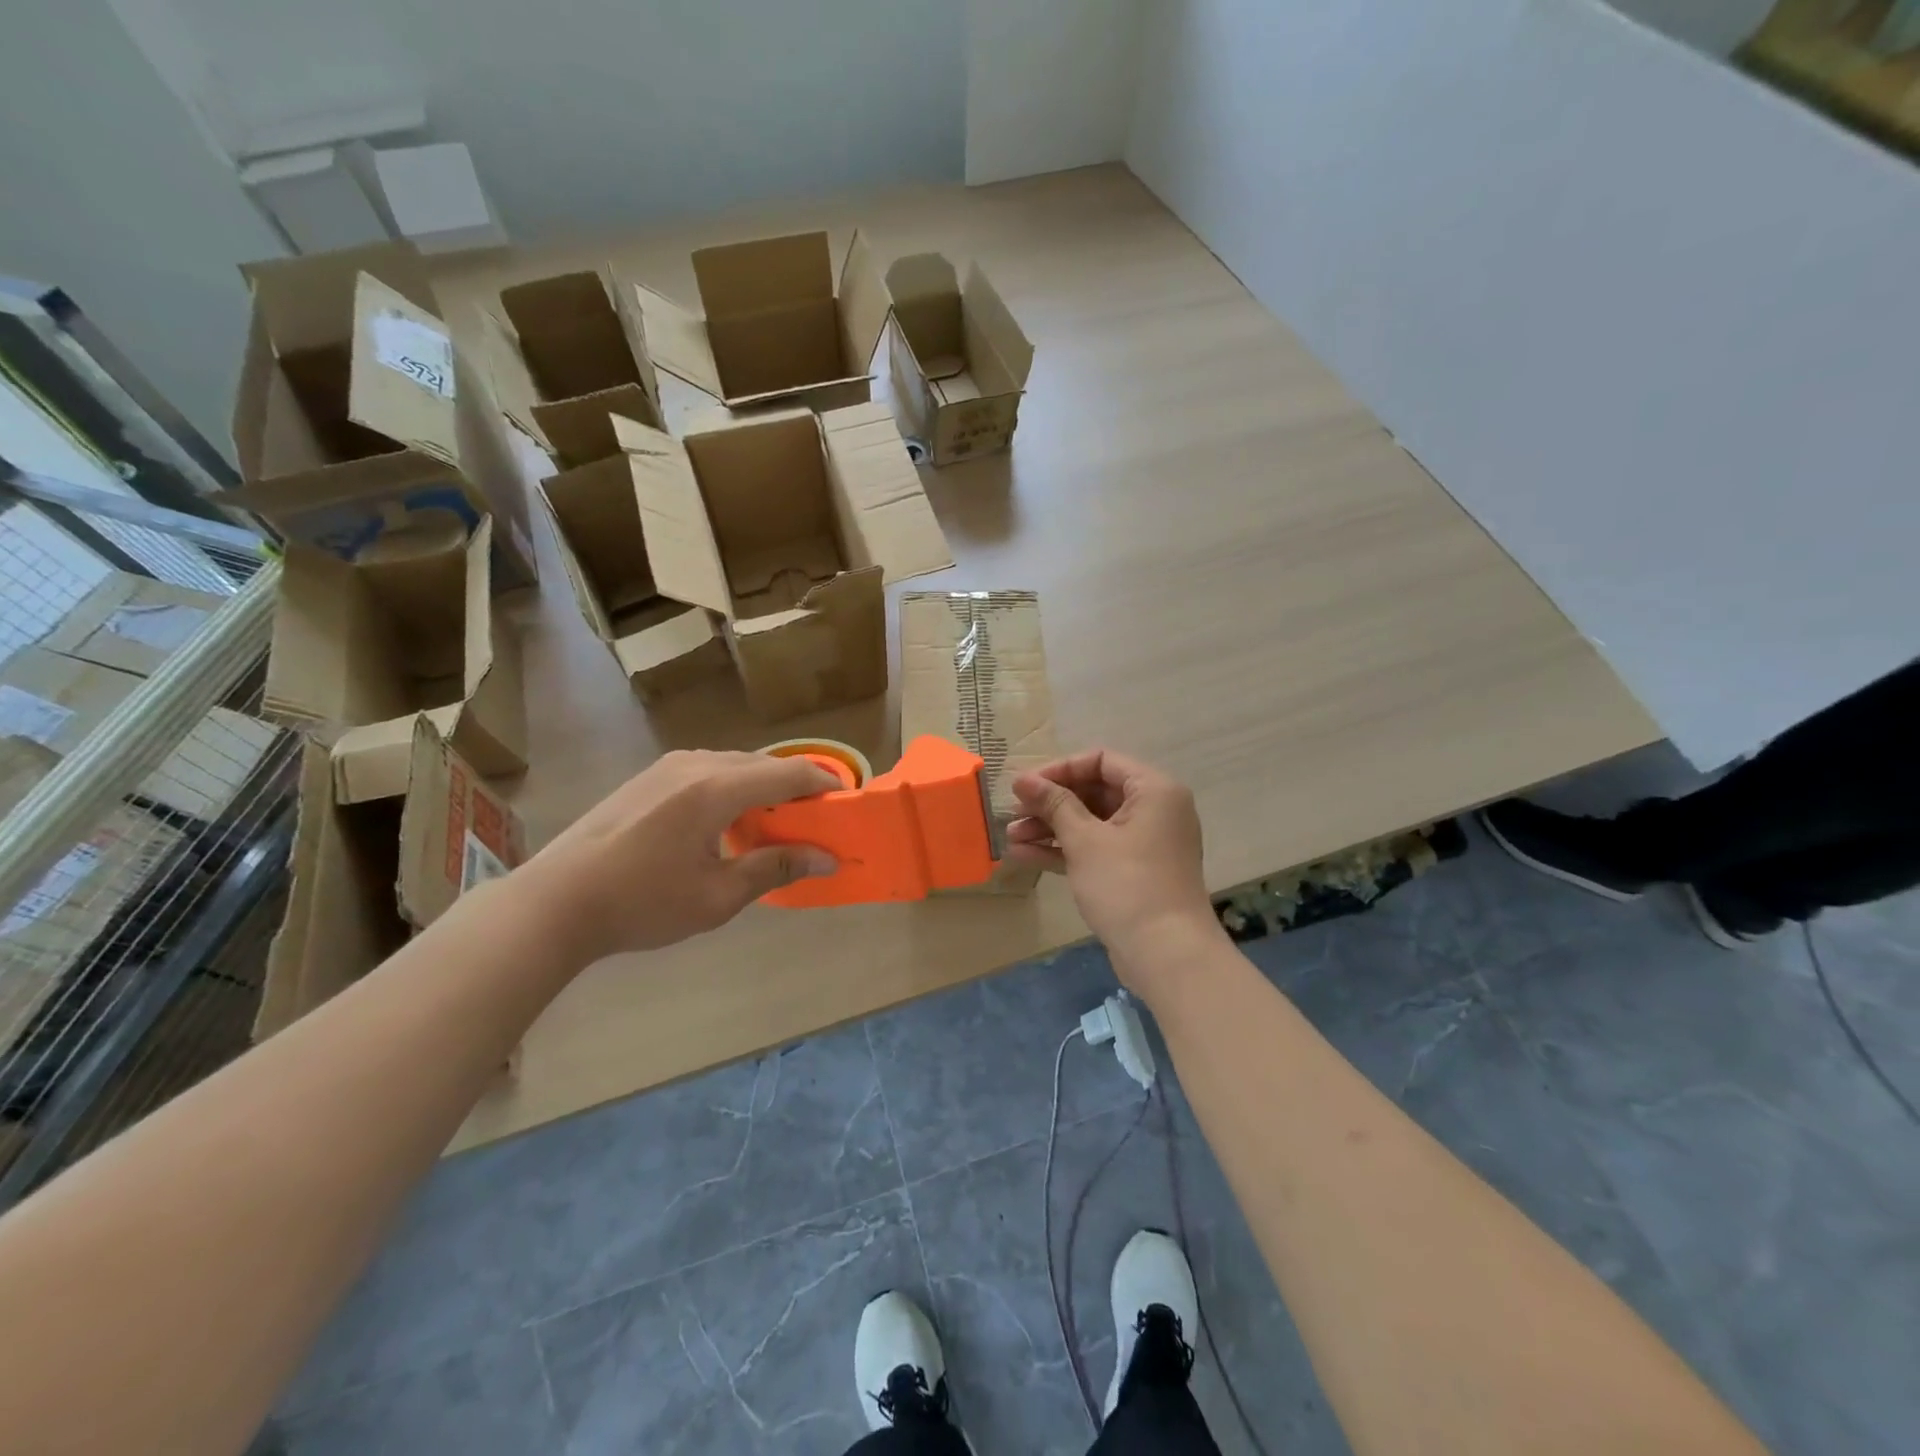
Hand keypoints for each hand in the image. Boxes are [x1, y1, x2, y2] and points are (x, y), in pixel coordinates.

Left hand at [522, 750, 839, 961]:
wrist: (556, 901)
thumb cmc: (642, 904)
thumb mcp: (717, 896)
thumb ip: (775, 868)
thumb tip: (827, 858)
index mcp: (716, 789)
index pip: (788, 773)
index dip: (823, 784)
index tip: (846, 803)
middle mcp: (696, 764)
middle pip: (763, 765)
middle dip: (795, 787)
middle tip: (815, 819)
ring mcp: (668, 766)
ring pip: (735, 764)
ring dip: (763, 786)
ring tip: (775, 822)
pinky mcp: (650, 776)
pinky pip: (709, 769)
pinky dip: (734, 786)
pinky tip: (729, 820)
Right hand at [1008, 749, 1222, 985]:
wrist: (1166, 955)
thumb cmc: (1127, 885)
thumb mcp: (1085, 840)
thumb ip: (1054, 804)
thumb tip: (1022, 778)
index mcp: (1153, 790)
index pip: (1101, 761)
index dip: (1059, 770)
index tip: (1024, 786)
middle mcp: (1154, 810)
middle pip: (1094, 791)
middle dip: (1050, 803)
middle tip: (1012, 813)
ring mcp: (1145, 843)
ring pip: (1091, 823)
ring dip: (1051, 828)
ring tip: (1010, 838)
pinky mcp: (1134, 871)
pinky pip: (1096, 848)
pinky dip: (1064, 850)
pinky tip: (1025, 856)